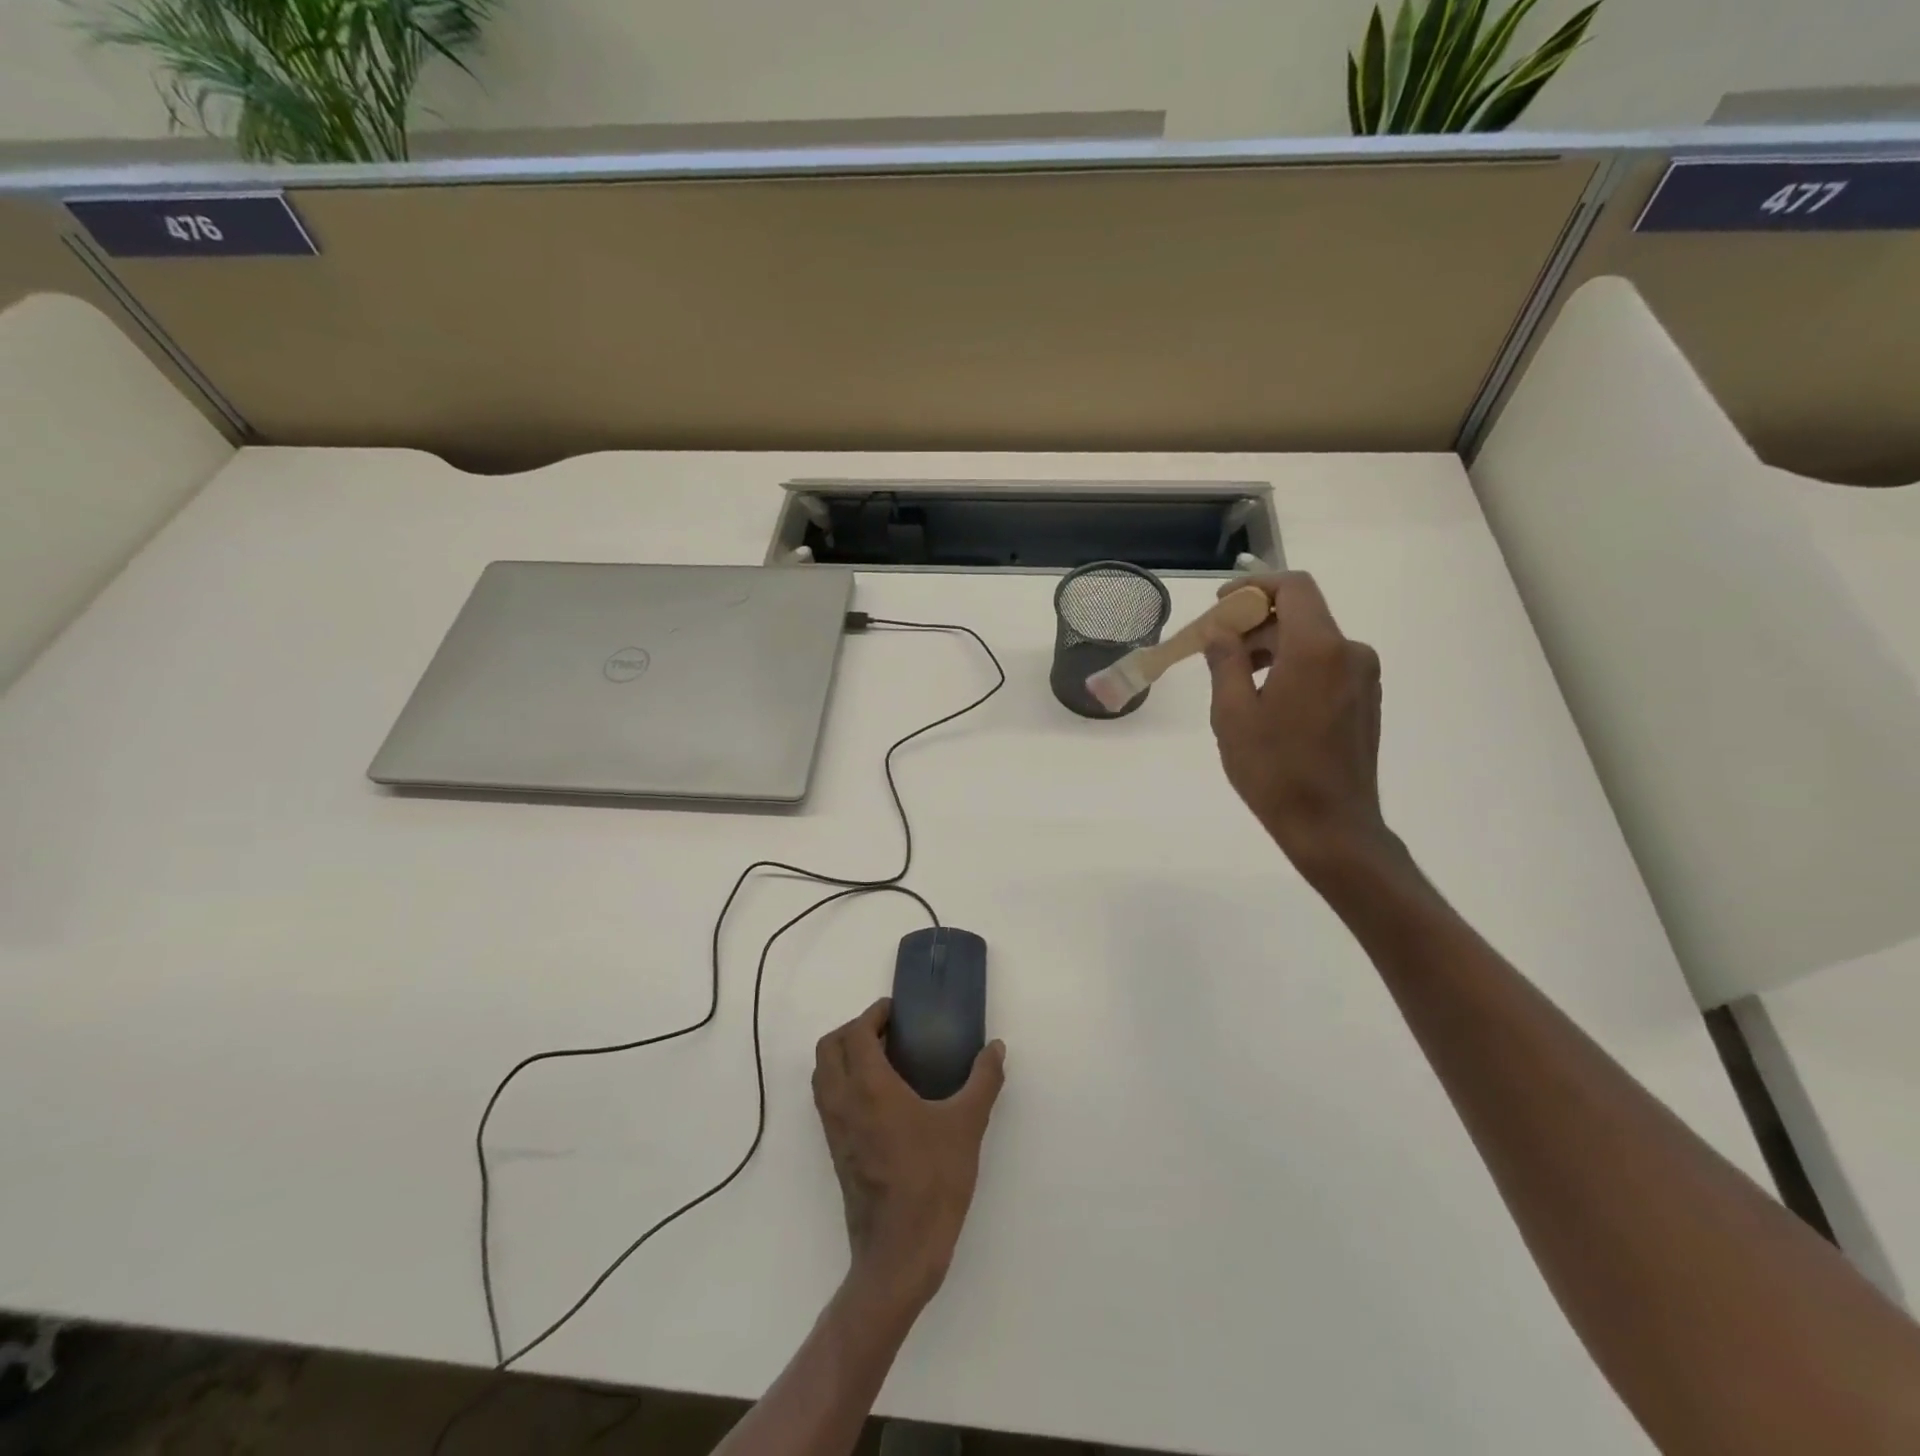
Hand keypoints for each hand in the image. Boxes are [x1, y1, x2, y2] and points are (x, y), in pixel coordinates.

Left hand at [812, 999, 1005, 1310]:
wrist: (900, 1252)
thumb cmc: (933, 1181)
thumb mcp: (967, 1125)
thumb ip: (983, 1080)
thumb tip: (996, 1047)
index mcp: (869, 1087)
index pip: (856, 1033)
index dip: (872, 1015)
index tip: (895, 1011)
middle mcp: (843, 1102)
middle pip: (828, 1048)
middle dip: (852, 1030)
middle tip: (886, 1031)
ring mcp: (834, 1129)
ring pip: (822, 1075)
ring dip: (842, 1055)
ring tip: (881, 1059)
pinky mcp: (836, 1151)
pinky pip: (827, 1100)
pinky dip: (841, 1081)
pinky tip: (878, 1096)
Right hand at [1204, 572, 1389, 878]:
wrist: (1332, 826)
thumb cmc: (1274, 770)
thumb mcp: (1233, 714)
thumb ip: (1225, 662)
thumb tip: (1221, 632)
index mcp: (1317, 649)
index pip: (1293, 587)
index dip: (1254, 587)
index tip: (1222, 607)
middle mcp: (1349, 652)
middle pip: (1301, 614)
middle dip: (1256, 623)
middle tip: (1217, 650)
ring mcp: (1363, 677)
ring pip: (1312, 641)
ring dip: (1273, 648)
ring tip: (1237, 681)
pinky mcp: (1365, 699)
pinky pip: (1325, 665)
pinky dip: (1294, 667)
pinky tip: (1268, 701)